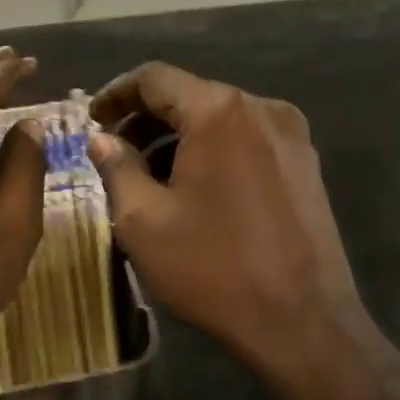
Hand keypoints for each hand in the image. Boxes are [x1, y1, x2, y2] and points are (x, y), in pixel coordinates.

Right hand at [88, 63, 365, 393]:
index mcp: (220, 111)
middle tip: (114, 153)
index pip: (155, 78)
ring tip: (150, 177)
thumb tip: (102, 139)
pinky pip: (248, 141)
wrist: (303, 321)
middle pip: (191, 96)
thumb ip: (117, 167)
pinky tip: (196, 188)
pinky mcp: (307, 163)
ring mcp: (292, 135)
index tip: (92, 120)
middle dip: (147, 120)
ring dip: (181, 138)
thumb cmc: (214, 268)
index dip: (116, 94)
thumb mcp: (144, 221)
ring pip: (221, 120)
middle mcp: (262, 108)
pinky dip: (214, 152)